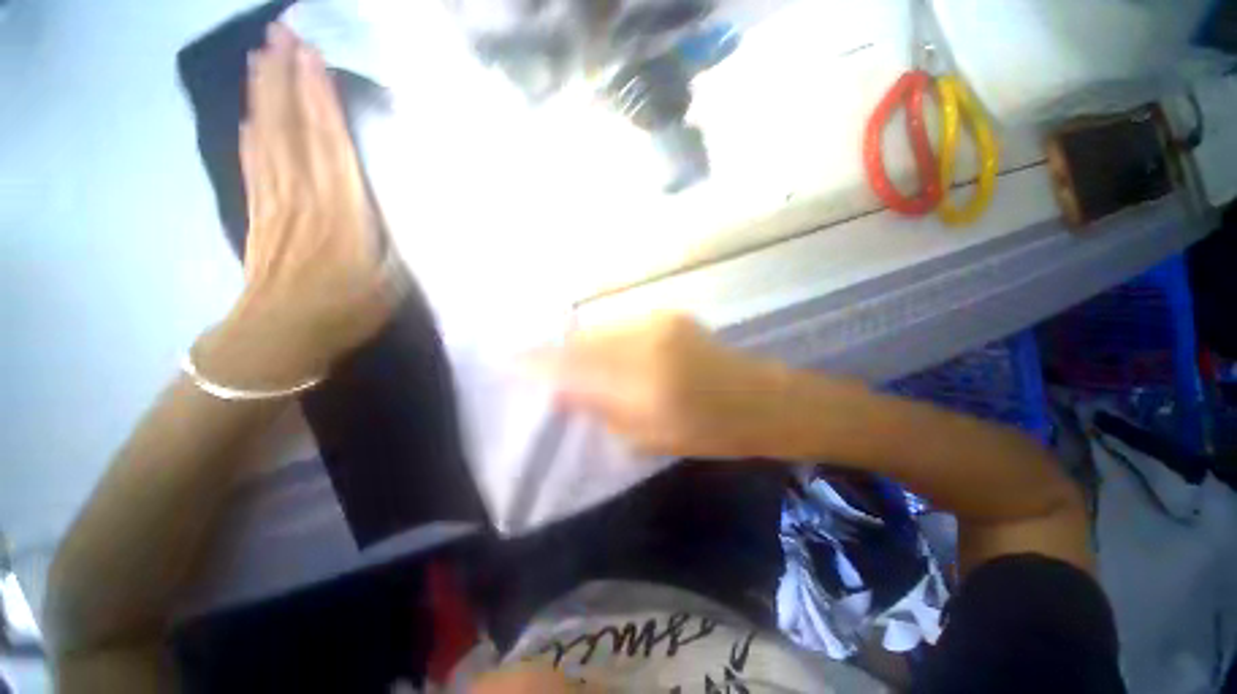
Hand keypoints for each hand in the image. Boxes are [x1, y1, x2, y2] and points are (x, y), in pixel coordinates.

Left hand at [197, 25, 400, 388]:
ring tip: (262, 55)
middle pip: (291, 127)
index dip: (319, 97)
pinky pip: (253, 162)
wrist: (281, 336)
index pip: (329, 143)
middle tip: (281, 30)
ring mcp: (275, 201)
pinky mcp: (257, 212)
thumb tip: (394, 206)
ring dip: (264, 93)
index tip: (313, 53)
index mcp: (343, 212)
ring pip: (267, 136)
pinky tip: (250, 112)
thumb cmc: (347, 311)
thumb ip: (393, 240)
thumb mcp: (392, 280)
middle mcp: (305, 196)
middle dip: (285, 76)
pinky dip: (251, 131)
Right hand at [537, 314, 862, 458]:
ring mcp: (658, 322)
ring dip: (583, 345)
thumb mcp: (647, 436)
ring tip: (576, 362)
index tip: (509, 361)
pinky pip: (621, 325)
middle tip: (542, 366)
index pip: (573, 367)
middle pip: (583, 341)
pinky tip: (608, 352)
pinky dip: (606, 338)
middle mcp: (645, 342)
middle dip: (558, 352)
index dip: (538, 364)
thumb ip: (601, 409)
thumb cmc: (708, 432)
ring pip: (601, 329)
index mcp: (641, 383)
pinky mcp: (668, 315)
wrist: (760, 400)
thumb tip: (564, 391)